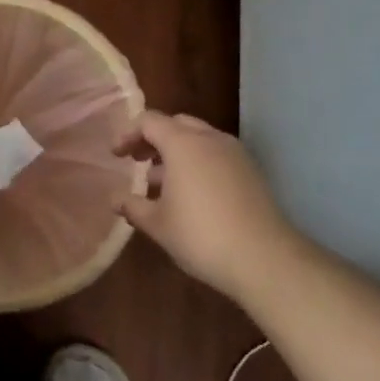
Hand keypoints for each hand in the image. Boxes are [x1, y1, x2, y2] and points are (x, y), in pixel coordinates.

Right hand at [115, 111, 313, 292]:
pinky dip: (197, 163)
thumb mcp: (157, 223)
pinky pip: (216, 155)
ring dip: (176, 152)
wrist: (264, 259)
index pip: (149, 121)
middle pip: (176, 124)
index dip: (127, 134)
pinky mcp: (251, 173)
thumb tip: (114, 199)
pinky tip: (189, 195)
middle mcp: (210, 140)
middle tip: (137, 161)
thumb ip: (132, 205)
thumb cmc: (200, 235)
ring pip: (199, 140)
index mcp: (183, 144)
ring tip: (160, 183)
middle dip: (153, 138)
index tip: (116, 155)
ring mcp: (235, 154)